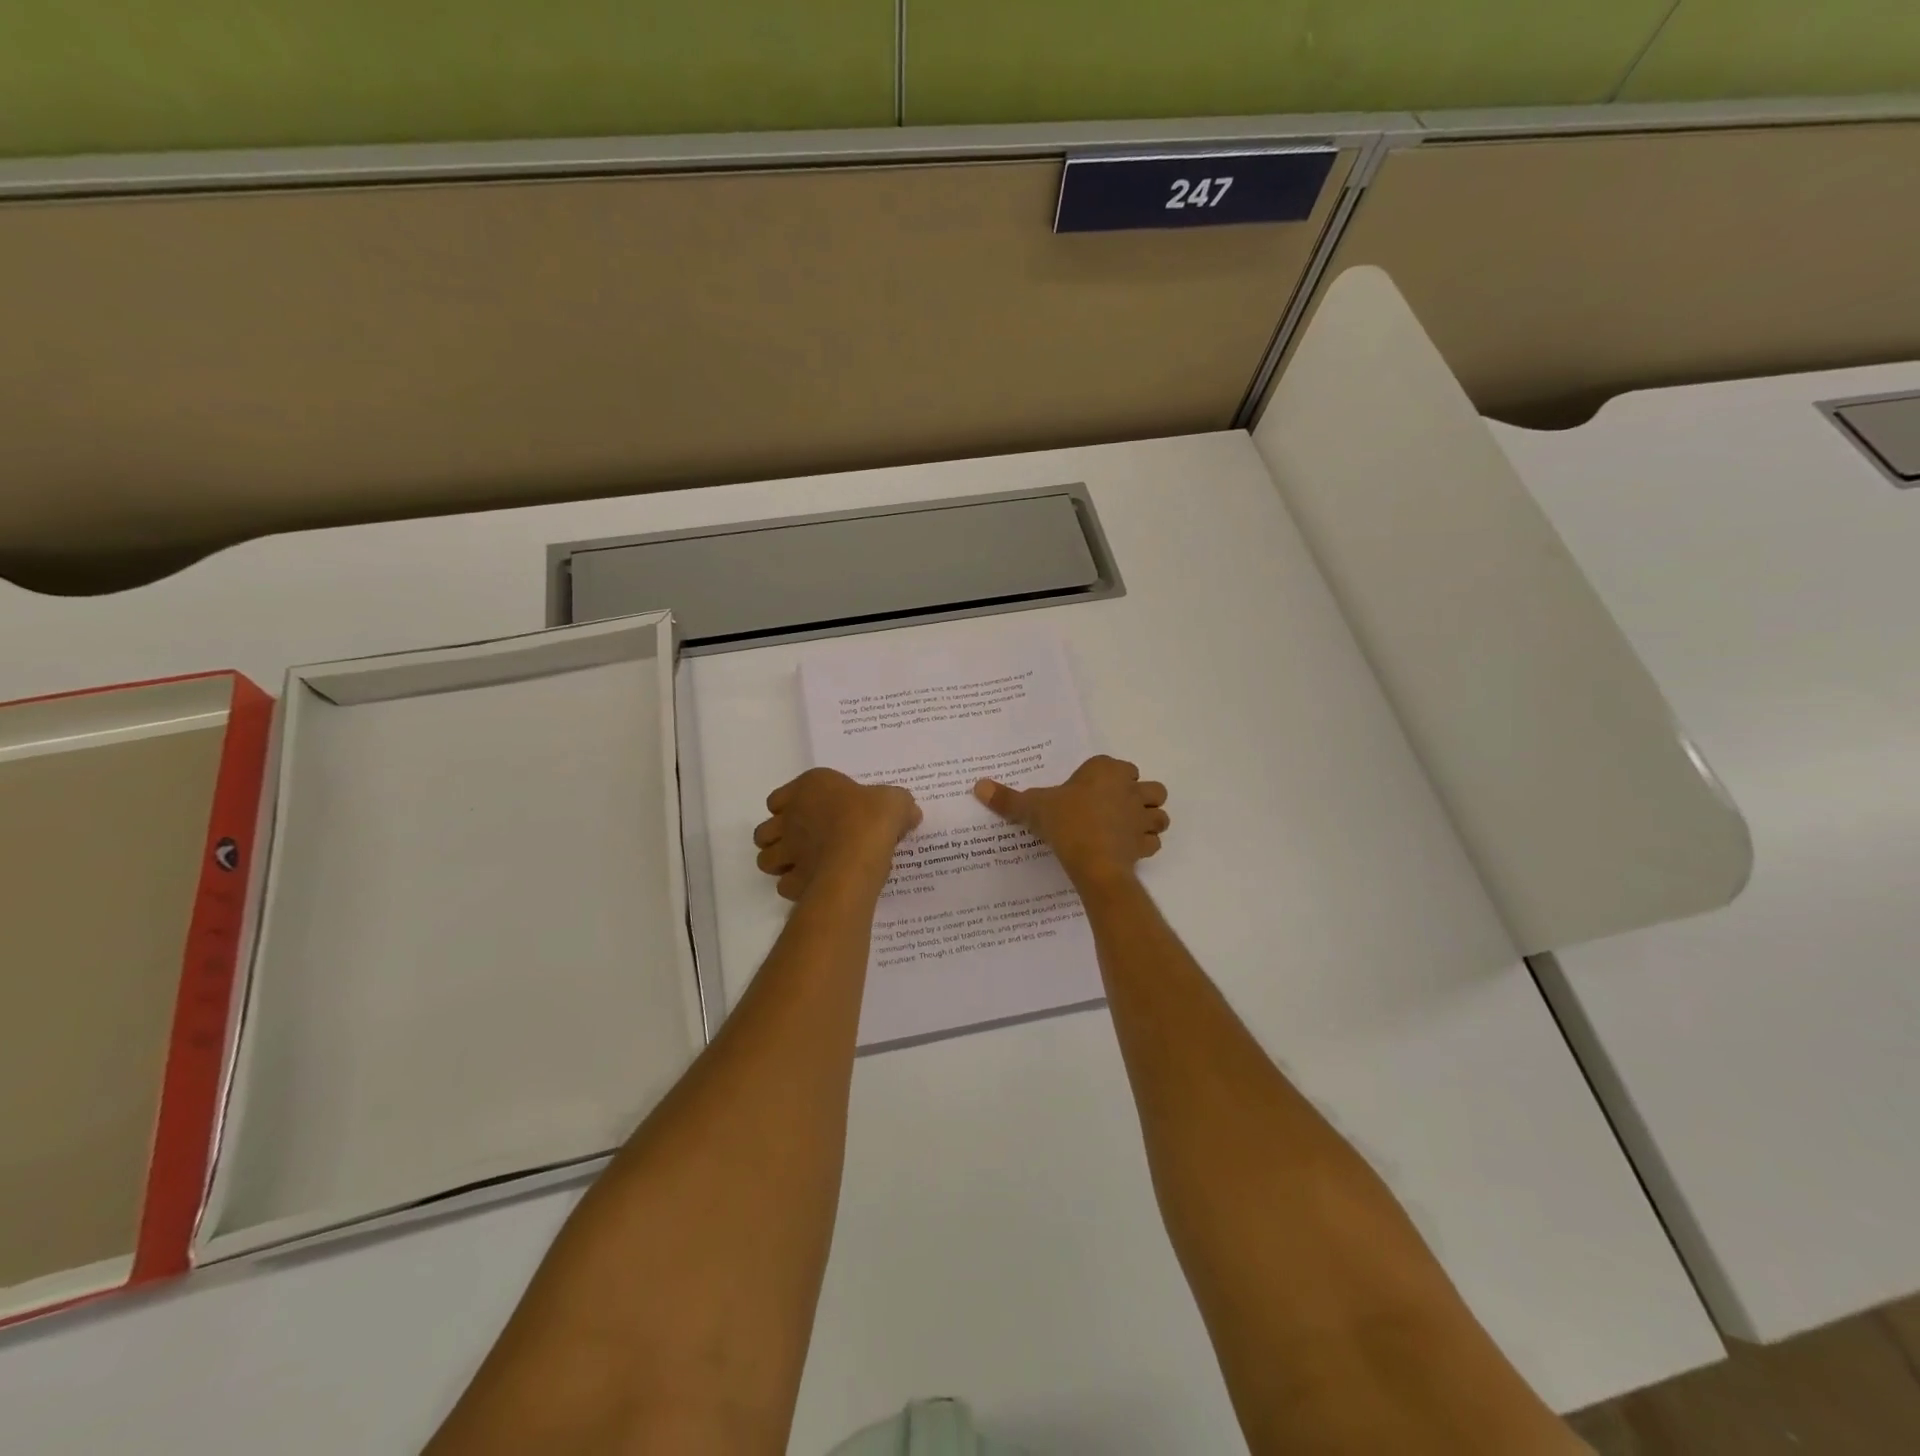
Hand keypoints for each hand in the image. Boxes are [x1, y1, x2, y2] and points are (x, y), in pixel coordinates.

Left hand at [753, 768, 921, 900]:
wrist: (859, 855)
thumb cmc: (871, 818)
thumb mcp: (895, 801)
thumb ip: (899, 804)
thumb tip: (909, 812)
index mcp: (810, 788)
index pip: (778, 798)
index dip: (790, 807)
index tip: (811, 815)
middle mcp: (790, 817)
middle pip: (765, 831)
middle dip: (778, 838)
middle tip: (802, 844)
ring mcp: (787, 850)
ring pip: (765, 859)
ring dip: (779, 864)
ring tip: (804, 866)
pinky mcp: (793, 881)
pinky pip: (785, 885)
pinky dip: (795, 887)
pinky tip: (815, 885)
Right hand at [973, 755, 1168, 889]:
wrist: (1092, 861)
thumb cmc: (1065, 822)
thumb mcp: (1032, 807)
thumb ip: (1008, 798)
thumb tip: (978, 786)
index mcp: (1107, 770)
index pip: (1118, 766)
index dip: (1108, 777)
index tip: (1090, 791)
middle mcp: (1131, 789)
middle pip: (1149, 787)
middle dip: (1139, 796)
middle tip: (1114, 808)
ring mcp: (1142, 818)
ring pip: (1159, 813)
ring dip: (1148, 820)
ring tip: (1126, 829)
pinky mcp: (1145, 844)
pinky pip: (1153, 841)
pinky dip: (1144, 845)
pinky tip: (1127, 850)